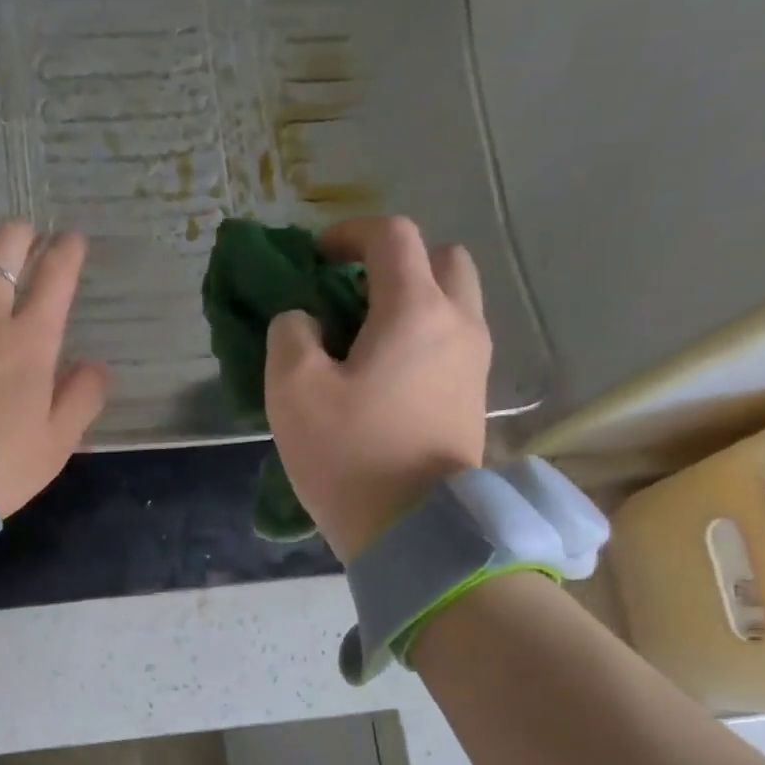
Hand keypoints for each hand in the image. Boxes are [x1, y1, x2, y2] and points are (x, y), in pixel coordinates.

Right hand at [264, 216, 490, 561]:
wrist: (414, 530)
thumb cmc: (349, 455)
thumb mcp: (293, 391)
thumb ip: (290, 335)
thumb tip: (304, 321)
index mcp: (415, 311)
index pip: (392, 237)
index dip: (348, 234)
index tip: (315, 258)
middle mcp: (458, 324)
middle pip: (441, 259)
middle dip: (395, 263)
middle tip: (351, 295)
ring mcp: (474, 362)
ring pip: (453, 301)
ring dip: (412, 300)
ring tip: (365, 338)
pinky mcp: (474, 397)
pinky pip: (452, 341)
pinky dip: (422, 336)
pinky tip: (384, 374)